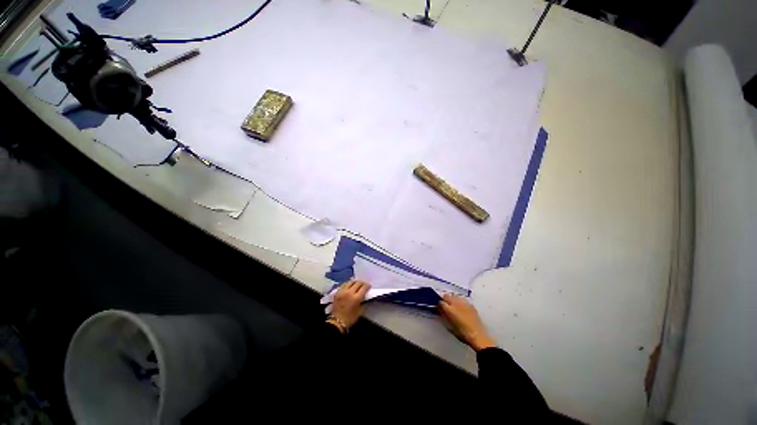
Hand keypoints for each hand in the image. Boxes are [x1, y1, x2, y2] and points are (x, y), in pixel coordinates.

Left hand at [329, 280, 369, 330]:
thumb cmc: (350, 318)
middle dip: (362, 283)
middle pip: (358, 283)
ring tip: (357, 284)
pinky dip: (348, 284)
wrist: (336, 322)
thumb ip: (363, 302)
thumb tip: (364, 296)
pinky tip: (350, 285)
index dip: (368, 286)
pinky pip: (344, 284)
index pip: (364, 287)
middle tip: (364, 285)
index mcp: (356, 298)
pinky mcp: (337, 292)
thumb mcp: (360, 312)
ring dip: (355, 282)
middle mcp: (349, 292)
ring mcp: (343, 291)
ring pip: (350, 282)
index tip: (369, 286)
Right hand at [438, 294, 496, 350]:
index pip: (440, 302)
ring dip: (452, 299)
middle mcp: (455, 303)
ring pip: (454, 296)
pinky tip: (461, 308)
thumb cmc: (462, 333)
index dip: (439, 305)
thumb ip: (443, 316)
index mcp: (449, 309)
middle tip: (445, 306)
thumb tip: (440, 310)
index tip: (439, 308)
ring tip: (453, 306)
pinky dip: (460, 302)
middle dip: (445, 300)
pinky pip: (462, 299)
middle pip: (446, 296)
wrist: (478, 336)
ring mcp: (463, 302)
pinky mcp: (470, 304)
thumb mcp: (449, 326)